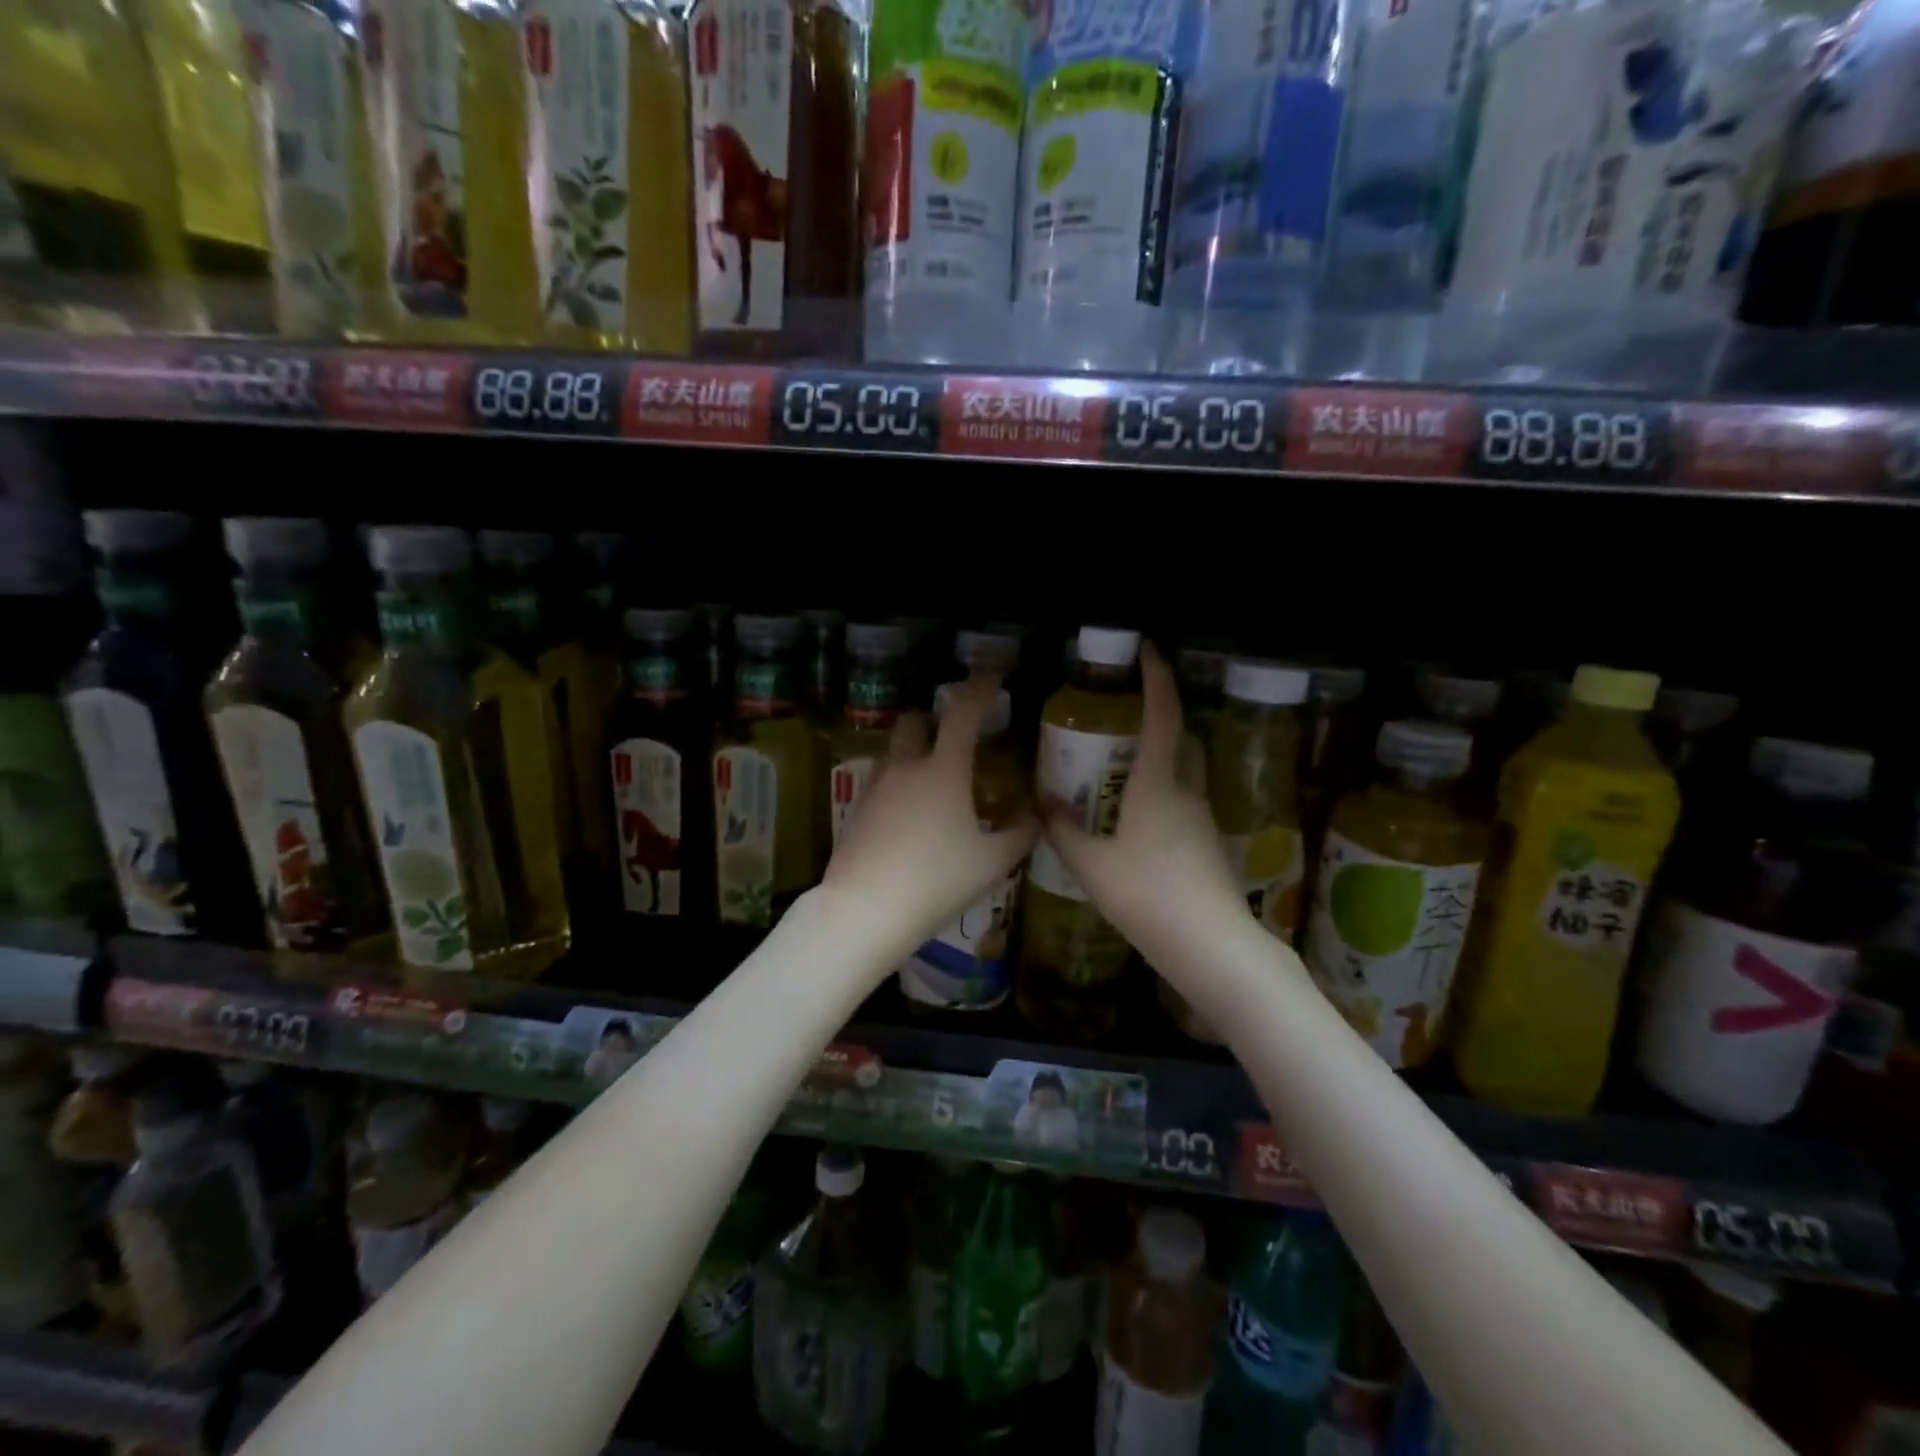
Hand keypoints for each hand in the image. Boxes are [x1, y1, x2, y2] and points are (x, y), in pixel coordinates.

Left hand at [822, 674, 1036, 964]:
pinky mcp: (857, 810)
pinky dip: (900, 785)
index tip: (994, 676)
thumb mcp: (991, 863)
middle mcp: (906, 767)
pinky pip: (882, 782)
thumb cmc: (936, 881)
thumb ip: (1020, 835)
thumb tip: (1035, 818)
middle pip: (915, 720)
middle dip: (935, 718)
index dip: (980, 687)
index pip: (963, 711)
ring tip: (937, 784)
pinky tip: (912, 818)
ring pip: (896, 752)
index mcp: (944, 770)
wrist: (864, 910)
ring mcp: (876, 787)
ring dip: (916, 753)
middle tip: (957, 735)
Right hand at [1039, 644, 1250, 970]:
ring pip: (1182, 774)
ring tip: (1119, 774)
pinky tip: (1135, 825)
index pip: (1163, 716)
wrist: (1212, 947)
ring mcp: (1202, 820)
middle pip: (1181, 740)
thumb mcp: (1092, 865)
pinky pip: (1182, 805)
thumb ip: (1064, 831)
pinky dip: (1161, 797)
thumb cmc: (1149, 897)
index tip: (1148, 650)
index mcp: (1157, 785)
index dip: (1157, 679)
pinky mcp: (1208, 847)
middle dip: (1160, 718)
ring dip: (1158, 762)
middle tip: (1125, 718)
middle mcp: (1186, 793)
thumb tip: (1044, 802)